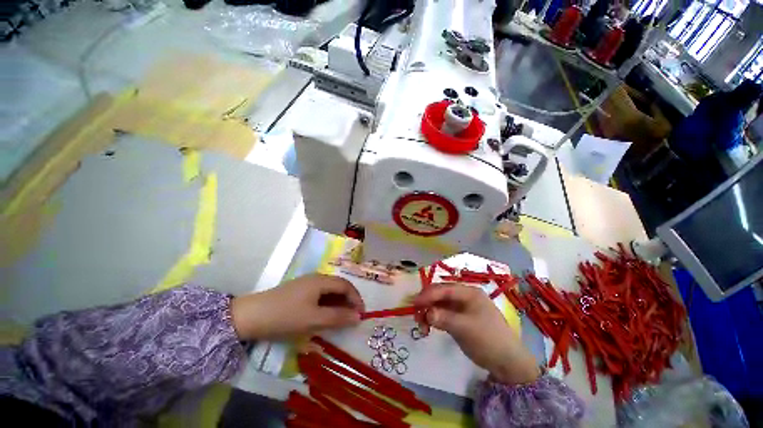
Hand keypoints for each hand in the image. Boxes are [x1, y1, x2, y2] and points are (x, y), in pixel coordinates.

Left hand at [231, 274, 364, 340]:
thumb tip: (358, 317)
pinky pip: (319, 296)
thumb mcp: (314, 319)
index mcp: (321, 280)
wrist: (250, 316)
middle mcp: (316, 278)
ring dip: (337, 304)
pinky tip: (325, 316)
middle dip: (348, 301)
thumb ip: (338, 317)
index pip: (345, 285)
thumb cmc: (285, 316)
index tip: (362, 314)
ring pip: (329, 292)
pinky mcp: (299, 292)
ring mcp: (306, 285)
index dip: (356, 298)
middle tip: (352, 318)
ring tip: (341, 319)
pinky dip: (327, 305)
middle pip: (338, 287)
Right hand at [414, 284, 539, 384]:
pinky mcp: (460, 318)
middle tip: (416, 314)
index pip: (444, 289)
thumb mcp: (465, 328)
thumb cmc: (488, 339)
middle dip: (427, 303)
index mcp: (469, 292)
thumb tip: (425, 313)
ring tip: (421, 325)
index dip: (428, 294)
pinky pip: (443, 314)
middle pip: (440, 295)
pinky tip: (429, 327)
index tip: (414, 303)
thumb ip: (443, 318)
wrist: (507, 362)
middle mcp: (464, 296)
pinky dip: (434, 319)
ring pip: (440, 304)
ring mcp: (462, 308)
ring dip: (429, 312)